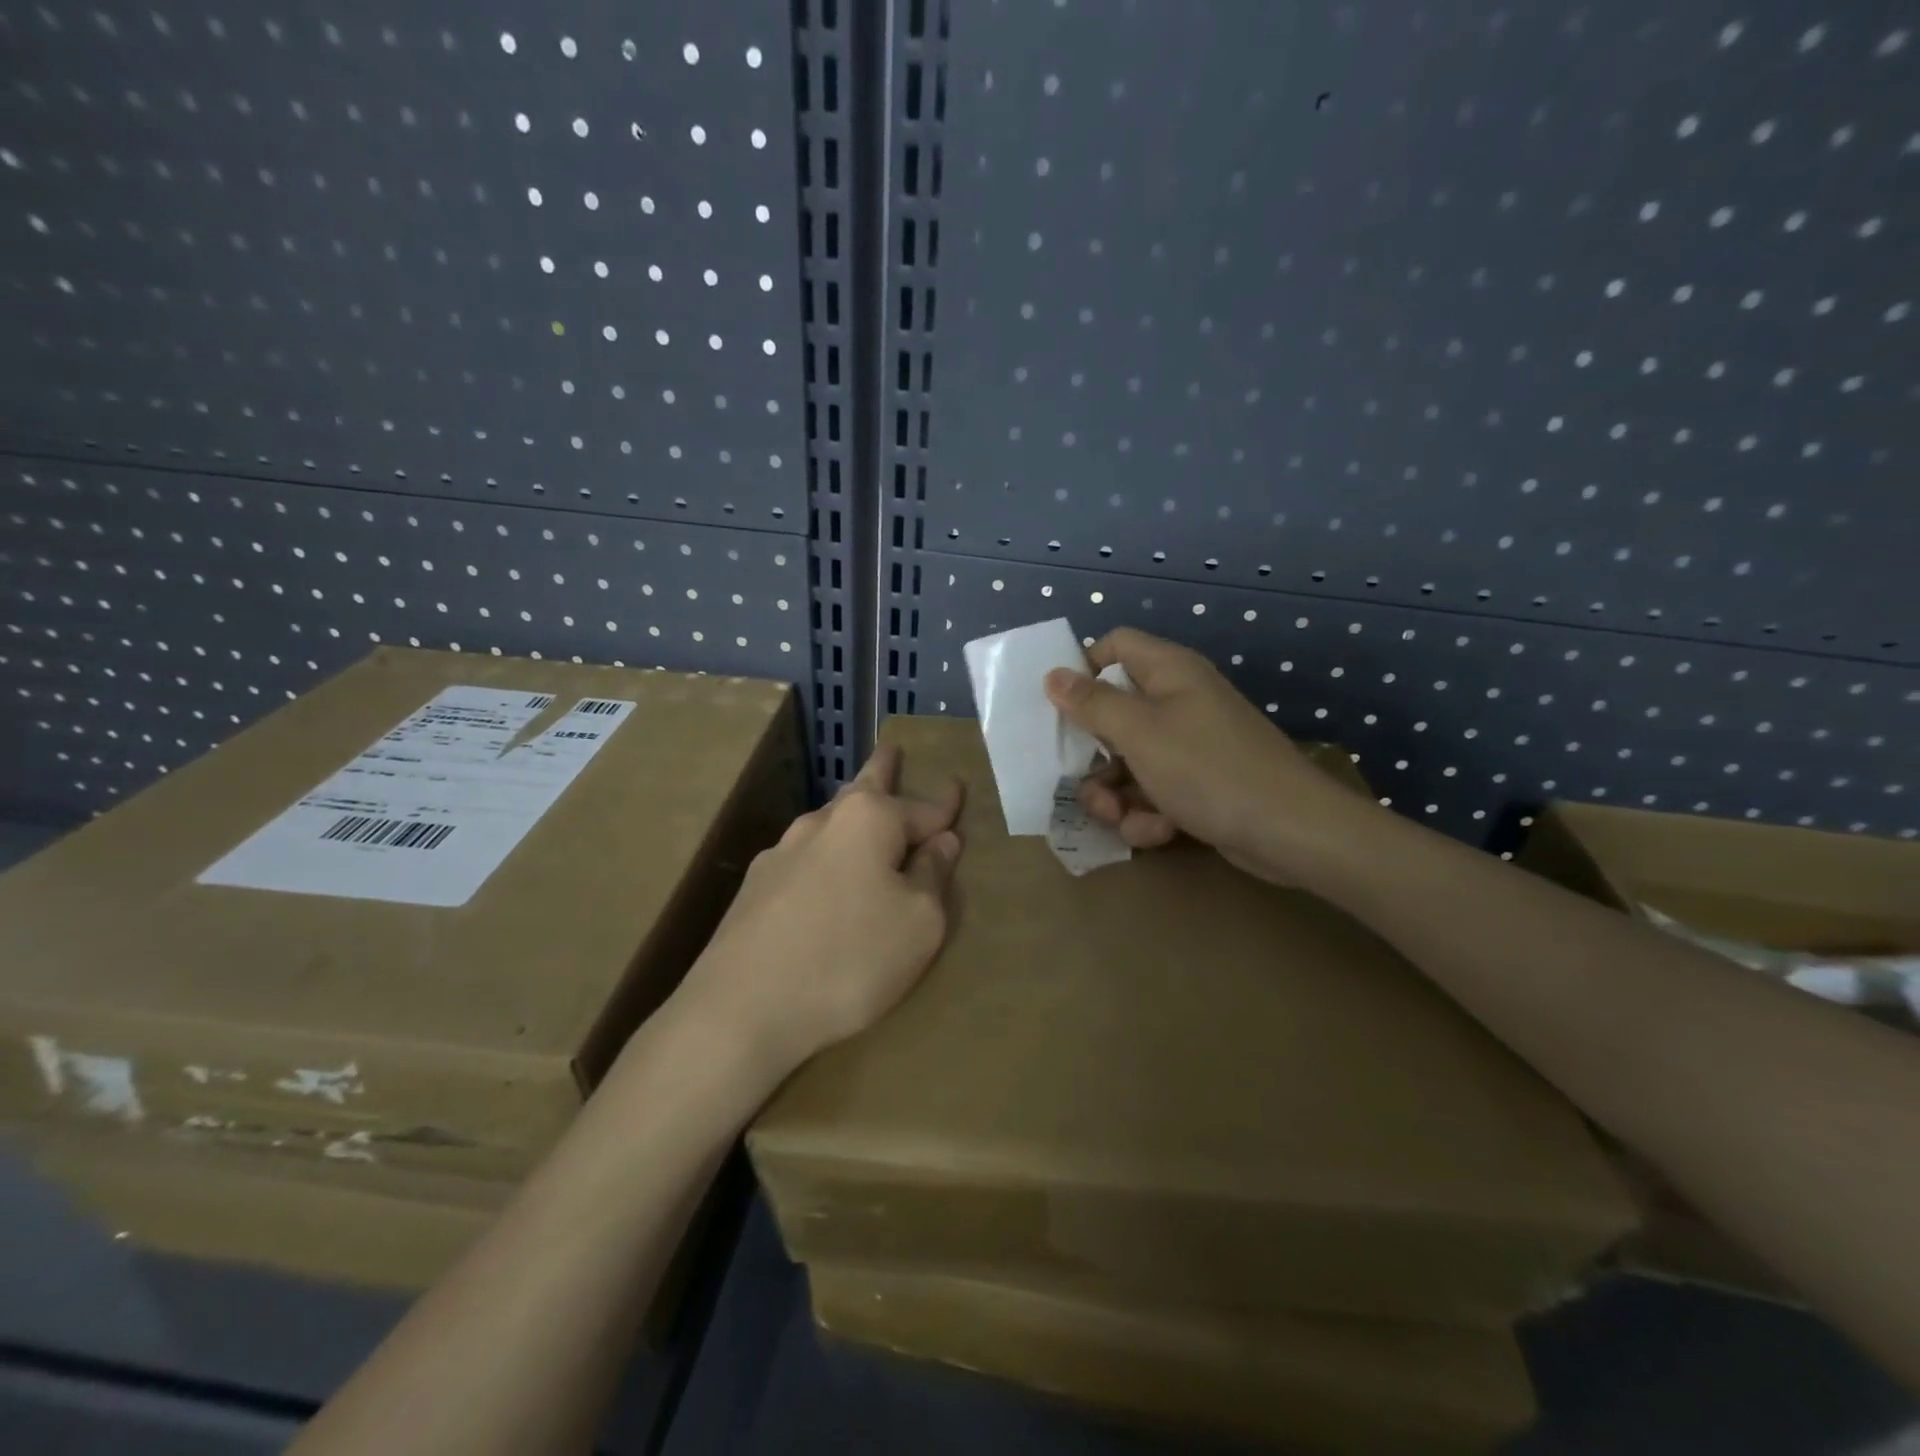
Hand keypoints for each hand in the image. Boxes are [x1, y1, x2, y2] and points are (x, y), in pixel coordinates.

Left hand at [674, 744, 963, 1088]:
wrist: (741, 1008)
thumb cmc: (849, 959)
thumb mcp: (918, 924)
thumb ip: (933, 876)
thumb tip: (941, 841)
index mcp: (869, 820)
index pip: (921, 807)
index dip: (945, 803)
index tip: (957, 784)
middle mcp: (823, 823)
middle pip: (863, 788)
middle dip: (883, 769)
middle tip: (893, 749)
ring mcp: (782, 852)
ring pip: (831, 822)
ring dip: (853, 812)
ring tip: (864, 806)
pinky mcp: (756, 887)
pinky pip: (807, 858)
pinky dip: (828, 856)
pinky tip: (825, 873)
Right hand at [1044, 627, 1378, 884]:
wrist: (1289, 831)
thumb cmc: (1207, 768)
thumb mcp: (1139, 732)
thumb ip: (1092, 703)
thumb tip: (1053, 674)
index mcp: (1168, 672)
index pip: (1115, 646)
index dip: (1084, 669)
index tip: (1060, 707)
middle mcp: (1178, 701)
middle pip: (1114, 714)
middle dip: (1094, 755)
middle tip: (1082, 782)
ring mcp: (1190, 744)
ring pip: (1129, 761)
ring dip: (1116, 794)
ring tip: (1120, 818)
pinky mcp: (1199, 783)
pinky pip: (1155, 790)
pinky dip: (1148, 812)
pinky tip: (1157, 832)